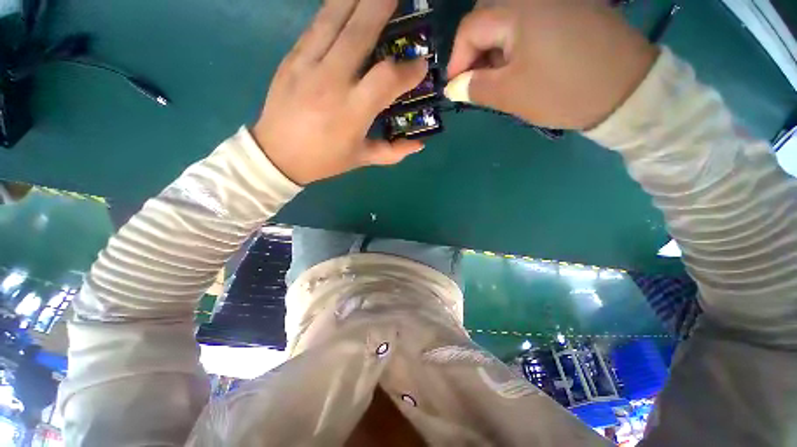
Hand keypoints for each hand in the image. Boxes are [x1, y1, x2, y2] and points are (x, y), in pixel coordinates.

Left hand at [252, 0, 427, 184]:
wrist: (277, 155)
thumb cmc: (324, 160)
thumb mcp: (362, 159)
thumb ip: (393, 152)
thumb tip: (420, 144)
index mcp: (352, 112)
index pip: (387, 79)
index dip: (408, 69)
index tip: (421, 65)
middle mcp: (331, 82)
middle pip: (360, 33)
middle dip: (383, 8)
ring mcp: (308, 65)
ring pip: (334, 19)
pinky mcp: (291, 58)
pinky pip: (316, 25)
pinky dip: (334, 9)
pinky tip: (347, 3)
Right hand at [446, 0, 658, 129]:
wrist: (627, 89)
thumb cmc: (562, 91)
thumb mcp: (510, 94)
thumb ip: (475, 87)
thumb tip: (452, 87)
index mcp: (518, 10)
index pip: (470, 28)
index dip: (457, 59)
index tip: (455, 87)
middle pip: (487, 19)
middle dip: (475, 54)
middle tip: (476, 83)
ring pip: (508, 21)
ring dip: (495, 51)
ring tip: (499, 79)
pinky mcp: (570, 9)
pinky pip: (530, 21)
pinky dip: (516, 44)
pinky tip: (521, 66)